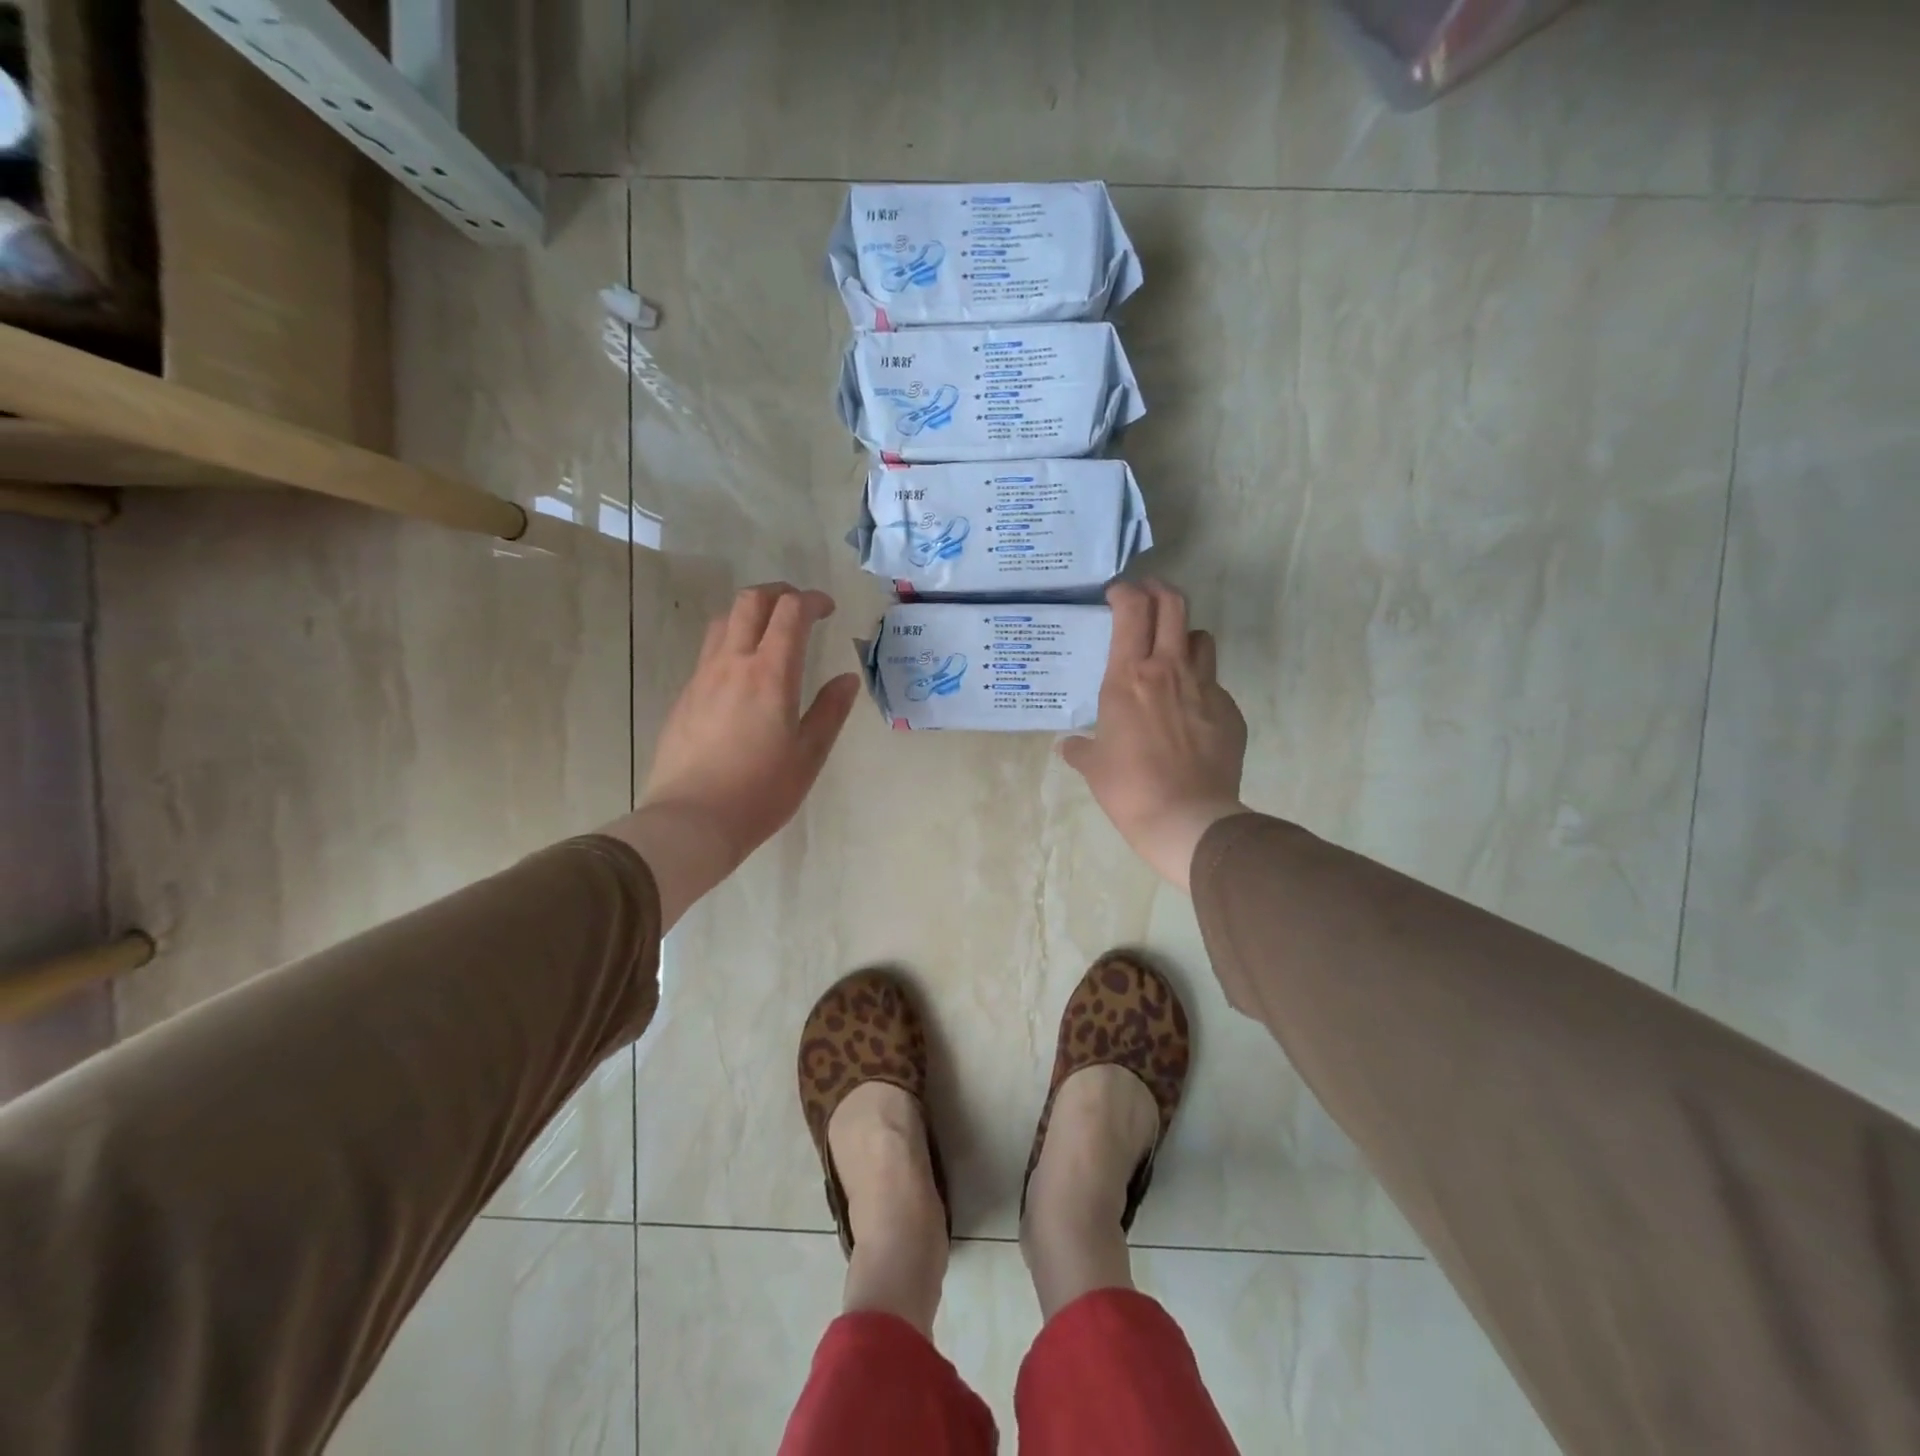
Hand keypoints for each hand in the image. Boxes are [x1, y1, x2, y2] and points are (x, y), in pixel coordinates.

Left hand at [608, 584, 861, 926]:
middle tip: (800, 609)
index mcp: (770, 674)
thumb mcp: (809, 755)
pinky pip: (709, 652)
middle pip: (750, 601)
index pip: (790, 612)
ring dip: (751, 614)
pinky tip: (742, 674)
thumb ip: (830, 711)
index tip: (828, 609)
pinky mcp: (685, 697)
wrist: (691, 820)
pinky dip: (731, 643)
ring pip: (723, 621)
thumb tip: (848, 678)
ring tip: (770, 634)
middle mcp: (732, 664)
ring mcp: (702, 678)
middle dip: (779, 593)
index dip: (812, 600)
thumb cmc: (760, 792)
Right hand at [1061, 581, 1248, 891]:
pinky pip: (1214, 685)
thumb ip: (1079, 749)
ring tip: (1171, 653)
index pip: (1132, 610)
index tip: (1116, 593)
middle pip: (1174, 605)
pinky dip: (1200, 687)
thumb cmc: (1129, 787)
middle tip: (1147, 596)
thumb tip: (1066, 746)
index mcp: (1129, 677)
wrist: (1187, 818)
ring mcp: (1205, 689)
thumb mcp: (1094, 766)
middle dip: (1159, 590)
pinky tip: (1189, 713)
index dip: (1125, 591)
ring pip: (1201, 639)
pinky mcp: (1229, 711)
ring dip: (1184, 637)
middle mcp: (1170, 670)